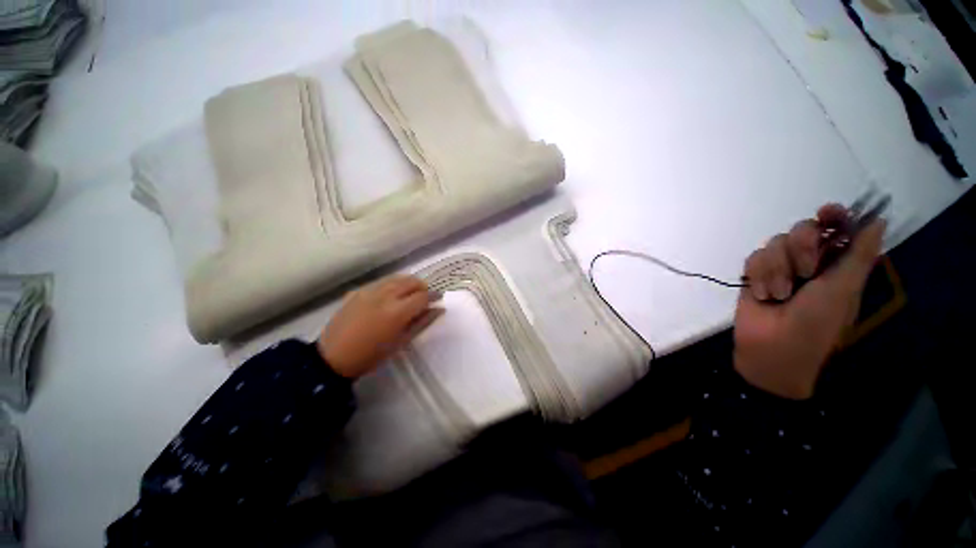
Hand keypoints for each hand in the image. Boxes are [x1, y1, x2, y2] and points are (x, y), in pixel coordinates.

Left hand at [317, 275, 443, 378]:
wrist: (333, 357)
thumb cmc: (371, 355)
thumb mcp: (402, 342)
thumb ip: (422, 322)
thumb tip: (439, 309)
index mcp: (397, 312)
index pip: (423, 296)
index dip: (434, 296)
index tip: (438, 300)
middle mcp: (385, 295)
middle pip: (411, 281)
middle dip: (422, 287)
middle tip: (424, 298)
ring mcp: (370, 291)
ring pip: (397, 278)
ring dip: (408, 283)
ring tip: (409, 294)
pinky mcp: (358, 290)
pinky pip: (382, 281)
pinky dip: (392, 284)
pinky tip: (391, 296)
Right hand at [733, 204, 884, 399]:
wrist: (774, 346)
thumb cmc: (816, 322)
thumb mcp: (843, 289)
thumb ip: (859, 254)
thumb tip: (877, 219)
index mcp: (837, 263)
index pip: (836, 228)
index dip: (833, 215)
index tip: (827, 212)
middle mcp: (809, 260)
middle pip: (802, 229)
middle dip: (802, 247)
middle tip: (806, 272)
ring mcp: (780, 267)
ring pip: (774, 243)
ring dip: (777, 270)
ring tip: (779, 294)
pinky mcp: (755, 274)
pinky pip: (753, 258)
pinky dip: (758, 276)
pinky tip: (763, 295)